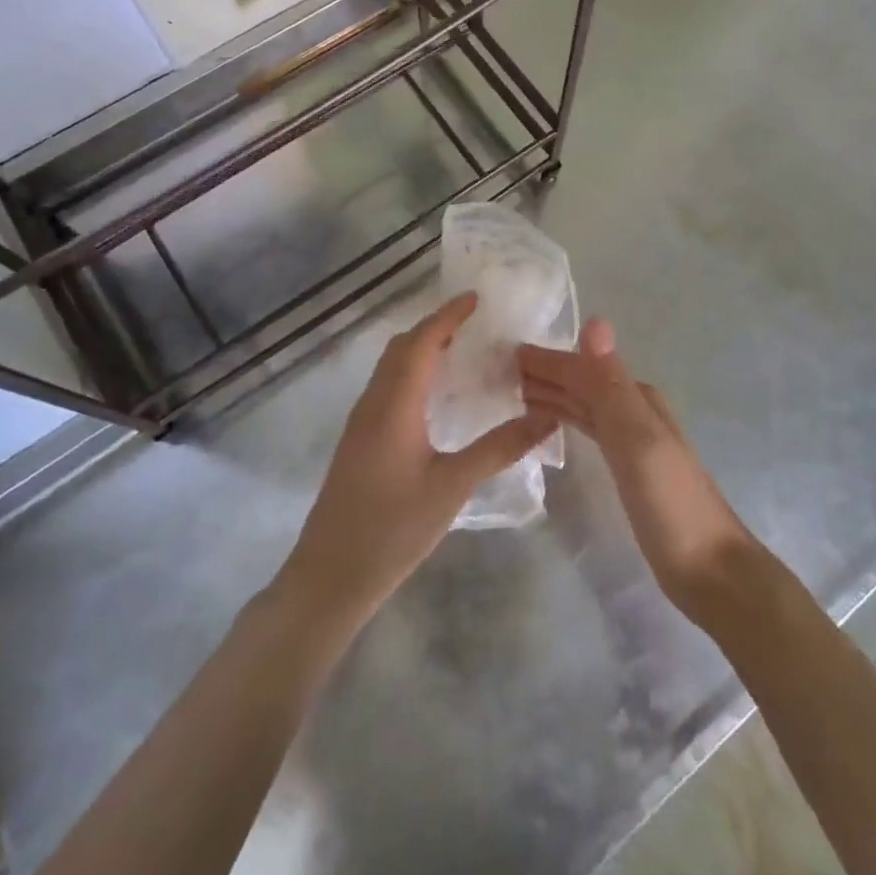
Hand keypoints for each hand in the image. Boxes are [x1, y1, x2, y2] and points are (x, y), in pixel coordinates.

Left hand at [276, 293, 554, 626]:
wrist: (330, 575)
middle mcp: (373, 402)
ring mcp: (361, 422)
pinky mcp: (359, 441)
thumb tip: (546, 418)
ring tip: (461, 351)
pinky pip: (386, 388)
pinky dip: (412, 373)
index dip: (448, 316)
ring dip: (422, 350)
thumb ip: (499, 449)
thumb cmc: (393, 528)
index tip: (477, 298)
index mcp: (394, 404)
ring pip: (390, 368)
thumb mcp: (452, 487)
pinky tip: (435, 396)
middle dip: (435, 327)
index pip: (421, 342)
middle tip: (475, 324)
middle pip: (401, 348)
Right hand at [518, 319, 763, 623]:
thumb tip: (595, 320)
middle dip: (542, 373)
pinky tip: (549, 423)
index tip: (503, 352)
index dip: (544, 359)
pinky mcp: (628, 468)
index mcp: (636, 397)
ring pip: (583, 405)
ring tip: (512, 392)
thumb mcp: (636, 439)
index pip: (581, 368)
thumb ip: (611, 385)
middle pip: (581, 383)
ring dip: (551, 394)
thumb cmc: (670, 504)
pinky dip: (565, 419)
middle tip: (496, 370)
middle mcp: (634, 410)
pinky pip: (588, 429)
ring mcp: (632, 440)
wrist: (710, 570)